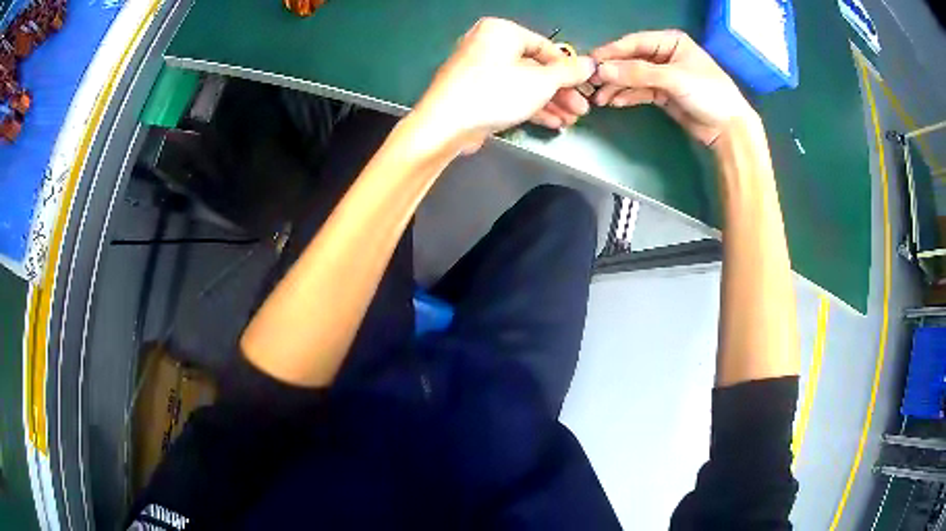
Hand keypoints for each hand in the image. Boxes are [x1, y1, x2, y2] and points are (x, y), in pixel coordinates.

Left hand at [412, 18, 595, 152]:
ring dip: (549, 102)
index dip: (568, 68)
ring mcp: (479, 69)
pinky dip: (529, 106)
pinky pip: (508, 94)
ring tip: (570, 119)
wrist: (445, 125)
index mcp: (500, 31)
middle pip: (534, 67)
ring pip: (523, 83)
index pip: (545, 46)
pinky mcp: (474, 92)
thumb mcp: (540, 81)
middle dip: (561, 90)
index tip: (585, 85)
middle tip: (581, 108)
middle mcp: (487, 45)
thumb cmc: (494, 93)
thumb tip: (590, 63)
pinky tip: (552, 122)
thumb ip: (568, 72)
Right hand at [590, 30, 756, 146]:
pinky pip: (640, 92)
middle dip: (612, 72)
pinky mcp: (663, 94)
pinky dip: (627, 96)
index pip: (634, 43)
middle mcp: (664, 55)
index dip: (612, 52)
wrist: (728, 129)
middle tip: (592, 84)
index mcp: (670, 41)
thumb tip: (603, 71)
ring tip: (600, 99)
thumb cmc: (708, 93)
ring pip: (633, 77)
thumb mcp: (673, 79)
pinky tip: (615, 102)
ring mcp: (663, 75)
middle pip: (631, 60)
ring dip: (616, 87)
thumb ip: (638, 73)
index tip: (591, 62)